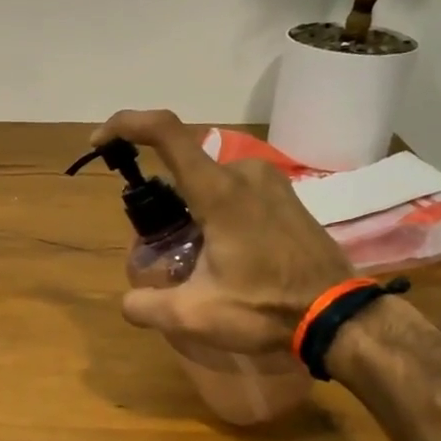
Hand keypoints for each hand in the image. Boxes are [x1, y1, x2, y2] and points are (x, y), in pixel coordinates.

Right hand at [91, 110, 354, 352]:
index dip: (126, 124)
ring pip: (210, 181)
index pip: (166, 132)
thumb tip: (129, 301)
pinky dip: (216, 211)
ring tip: (196, 258)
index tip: (100, 142)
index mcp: (219, 191)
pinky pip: (236, 190)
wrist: (340, 316)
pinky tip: (225, 254)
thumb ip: (147, 306)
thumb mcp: (194, 316)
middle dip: (162, 200)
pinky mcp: (287, 196)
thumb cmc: (266, 309)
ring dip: (191, 210)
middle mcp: (244, 173)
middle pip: (184, 167)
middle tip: (162, 245)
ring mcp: (270, 181)